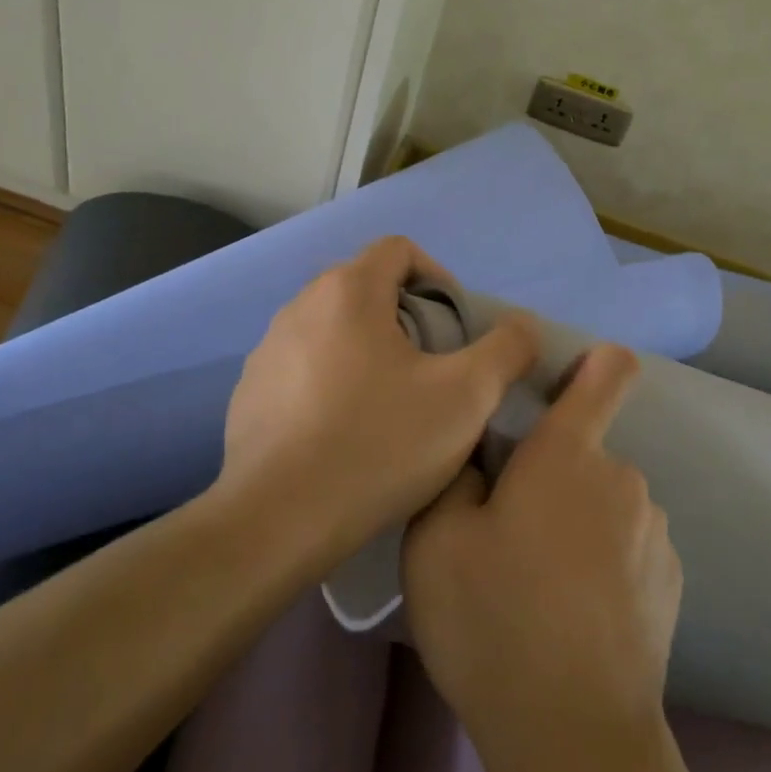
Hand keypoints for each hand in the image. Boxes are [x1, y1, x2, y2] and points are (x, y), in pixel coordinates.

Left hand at [216, 236, 538, 568]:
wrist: (276, 522)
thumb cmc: (378, 445)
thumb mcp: (466, 396)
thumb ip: (507, 349)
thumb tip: (522, 327)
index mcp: (348, 290)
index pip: (400, 250)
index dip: (439, 278)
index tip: (456, 330)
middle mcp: (299, 306)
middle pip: (367, 289)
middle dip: (409, 320)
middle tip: (434, 371)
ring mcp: (267, 351)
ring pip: (335, 331)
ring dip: (370, 353)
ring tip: (394, 407)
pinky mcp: (249, 393)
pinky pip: (304, 369)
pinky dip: (333, 384)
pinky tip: (348, 436)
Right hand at [402, 345, 682, 757]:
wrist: (574, 736)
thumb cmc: (494, 622)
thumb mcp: (435, 540)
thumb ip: (456, 475)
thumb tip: (483, 459)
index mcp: (567, 455)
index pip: (607, 372)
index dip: (594, 362)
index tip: (561, 382)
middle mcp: (622, 479)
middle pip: (582, 453)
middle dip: (547, 477)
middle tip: (505, 538)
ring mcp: (655, 532)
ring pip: (602, 503)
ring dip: (574, 523)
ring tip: (536, 589)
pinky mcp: (671, 580)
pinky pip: (627, 546)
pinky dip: (602, 563)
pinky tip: (573, 619)